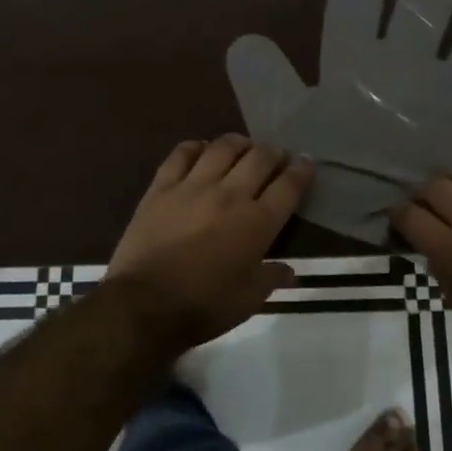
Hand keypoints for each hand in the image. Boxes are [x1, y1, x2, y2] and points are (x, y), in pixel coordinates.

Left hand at [106, 135, 314, 353]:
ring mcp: (194, 186)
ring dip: (239, 143)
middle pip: (260, 157)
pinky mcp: (162, 187)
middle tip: (276, 156)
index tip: (307, 162)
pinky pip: (181, 154)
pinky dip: (196, 147)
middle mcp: (230, 195)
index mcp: (258, 222)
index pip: (288, 185)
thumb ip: (272, 278)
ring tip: (243, 148)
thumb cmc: (204, 307)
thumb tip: (290, 270)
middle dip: (274, 152)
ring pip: (223, 147)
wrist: (144, 306)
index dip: (302, 169)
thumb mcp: (249, 300)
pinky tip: (201, 151)